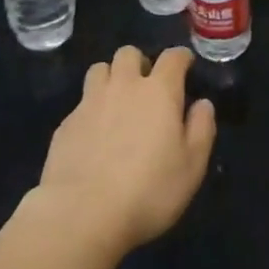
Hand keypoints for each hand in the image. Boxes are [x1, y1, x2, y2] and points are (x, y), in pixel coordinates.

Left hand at [34, 45, 214, 253]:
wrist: (82, 214)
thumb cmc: (149, 191)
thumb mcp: (192, 166)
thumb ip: (201, 129)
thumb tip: (202, 104)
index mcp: (159, 91)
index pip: (172, 57)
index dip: (181, 57)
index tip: (186, 65)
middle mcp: (123, 86)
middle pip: (129, 53)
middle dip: (140, 63)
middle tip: (147, 86)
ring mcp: (90, 102)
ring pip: (100, 69)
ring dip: (111, 77)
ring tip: (118, 101)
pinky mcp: (66, 123)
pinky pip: (81, 102)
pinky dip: (92, 108)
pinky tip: (95, 135)